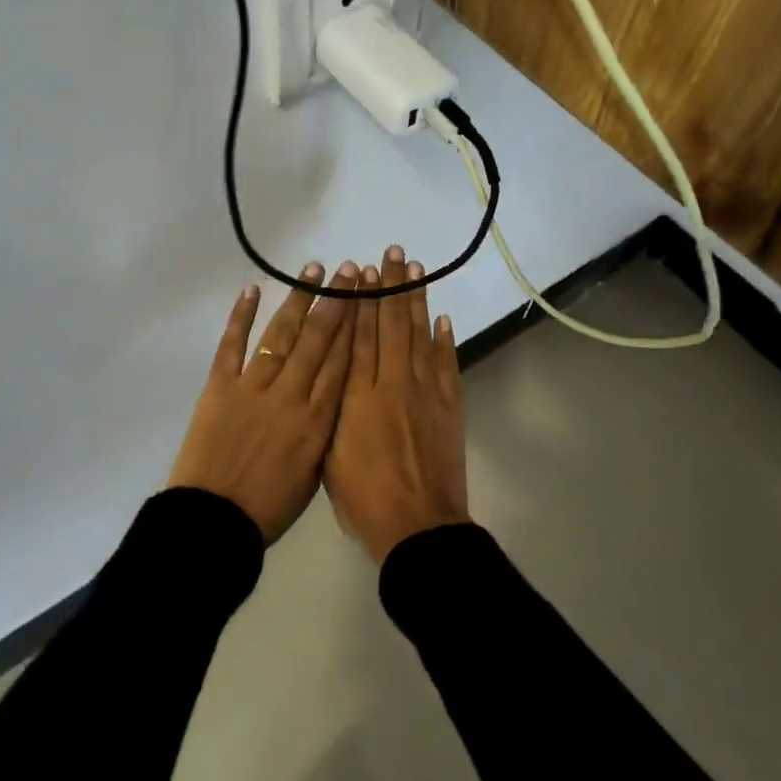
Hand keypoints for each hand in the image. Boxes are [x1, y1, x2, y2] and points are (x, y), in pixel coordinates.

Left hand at [168, 260, 359, 544]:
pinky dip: (241, 316)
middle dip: (335, 301)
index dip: (357, 325)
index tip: (368, 297)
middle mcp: (291, 394)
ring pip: (281, 335)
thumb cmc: (269, 507)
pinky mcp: (219, 387)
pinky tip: (251, 289)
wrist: (215, 521)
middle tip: (349, 270)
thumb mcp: (314, 472)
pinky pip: (232, 345)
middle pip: (318, 339)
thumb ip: (327, 429)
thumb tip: (338, 395)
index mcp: (318, 419)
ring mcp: (253, 387)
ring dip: (298, 300)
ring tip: (313, 270)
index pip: (343, 361)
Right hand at [323, 246, 468, 562]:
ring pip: (419, 335)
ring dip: (417, 300)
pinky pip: (446, 364)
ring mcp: (425, 392)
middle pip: (392, 325)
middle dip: (391, 287)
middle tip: (393, 253)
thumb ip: (331, 412)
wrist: (417, 526)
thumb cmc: (364, 498)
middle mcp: (392, 383)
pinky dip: (444, 339)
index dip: (361, 302)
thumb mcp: (330, 455)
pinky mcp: (450, 406)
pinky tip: (441, 318)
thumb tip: (331, 378)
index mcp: (358, 396)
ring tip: (416, 269)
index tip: (362, 273)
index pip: (360, 337)